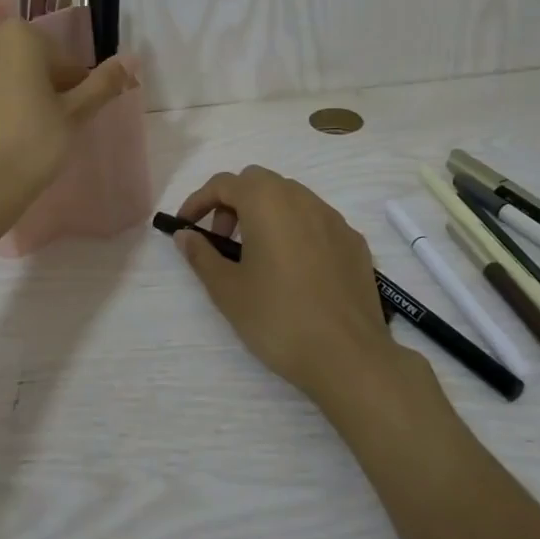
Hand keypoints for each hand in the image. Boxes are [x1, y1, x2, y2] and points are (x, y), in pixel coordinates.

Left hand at [0, 16, 138, 243]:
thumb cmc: (29, 149)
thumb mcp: (74, 117)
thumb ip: (102, 84)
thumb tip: (130, 59)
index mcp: (20, 37)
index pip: (55, 56)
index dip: (66, 82)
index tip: (65, 110)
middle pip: (11, 45)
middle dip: (23, 67)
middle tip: (29, 109)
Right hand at [169, 166, 403, 405]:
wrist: (349, 356)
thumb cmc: (278, 318)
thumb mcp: (228, 290)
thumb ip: (202, 255)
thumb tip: (185, 235)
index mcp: (267, 202)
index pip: (224, 183)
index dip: (198, 201)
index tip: (185, 227)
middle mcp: (302, 198)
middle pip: (258, 182)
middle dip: (233, 203)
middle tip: (222, 241)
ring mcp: (333, 218)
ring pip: (290, 198)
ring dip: (266, 214)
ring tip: (257, 256)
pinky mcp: (354, 241)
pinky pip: (316, 221)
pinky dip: (296, 231)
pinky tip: (295, 270)